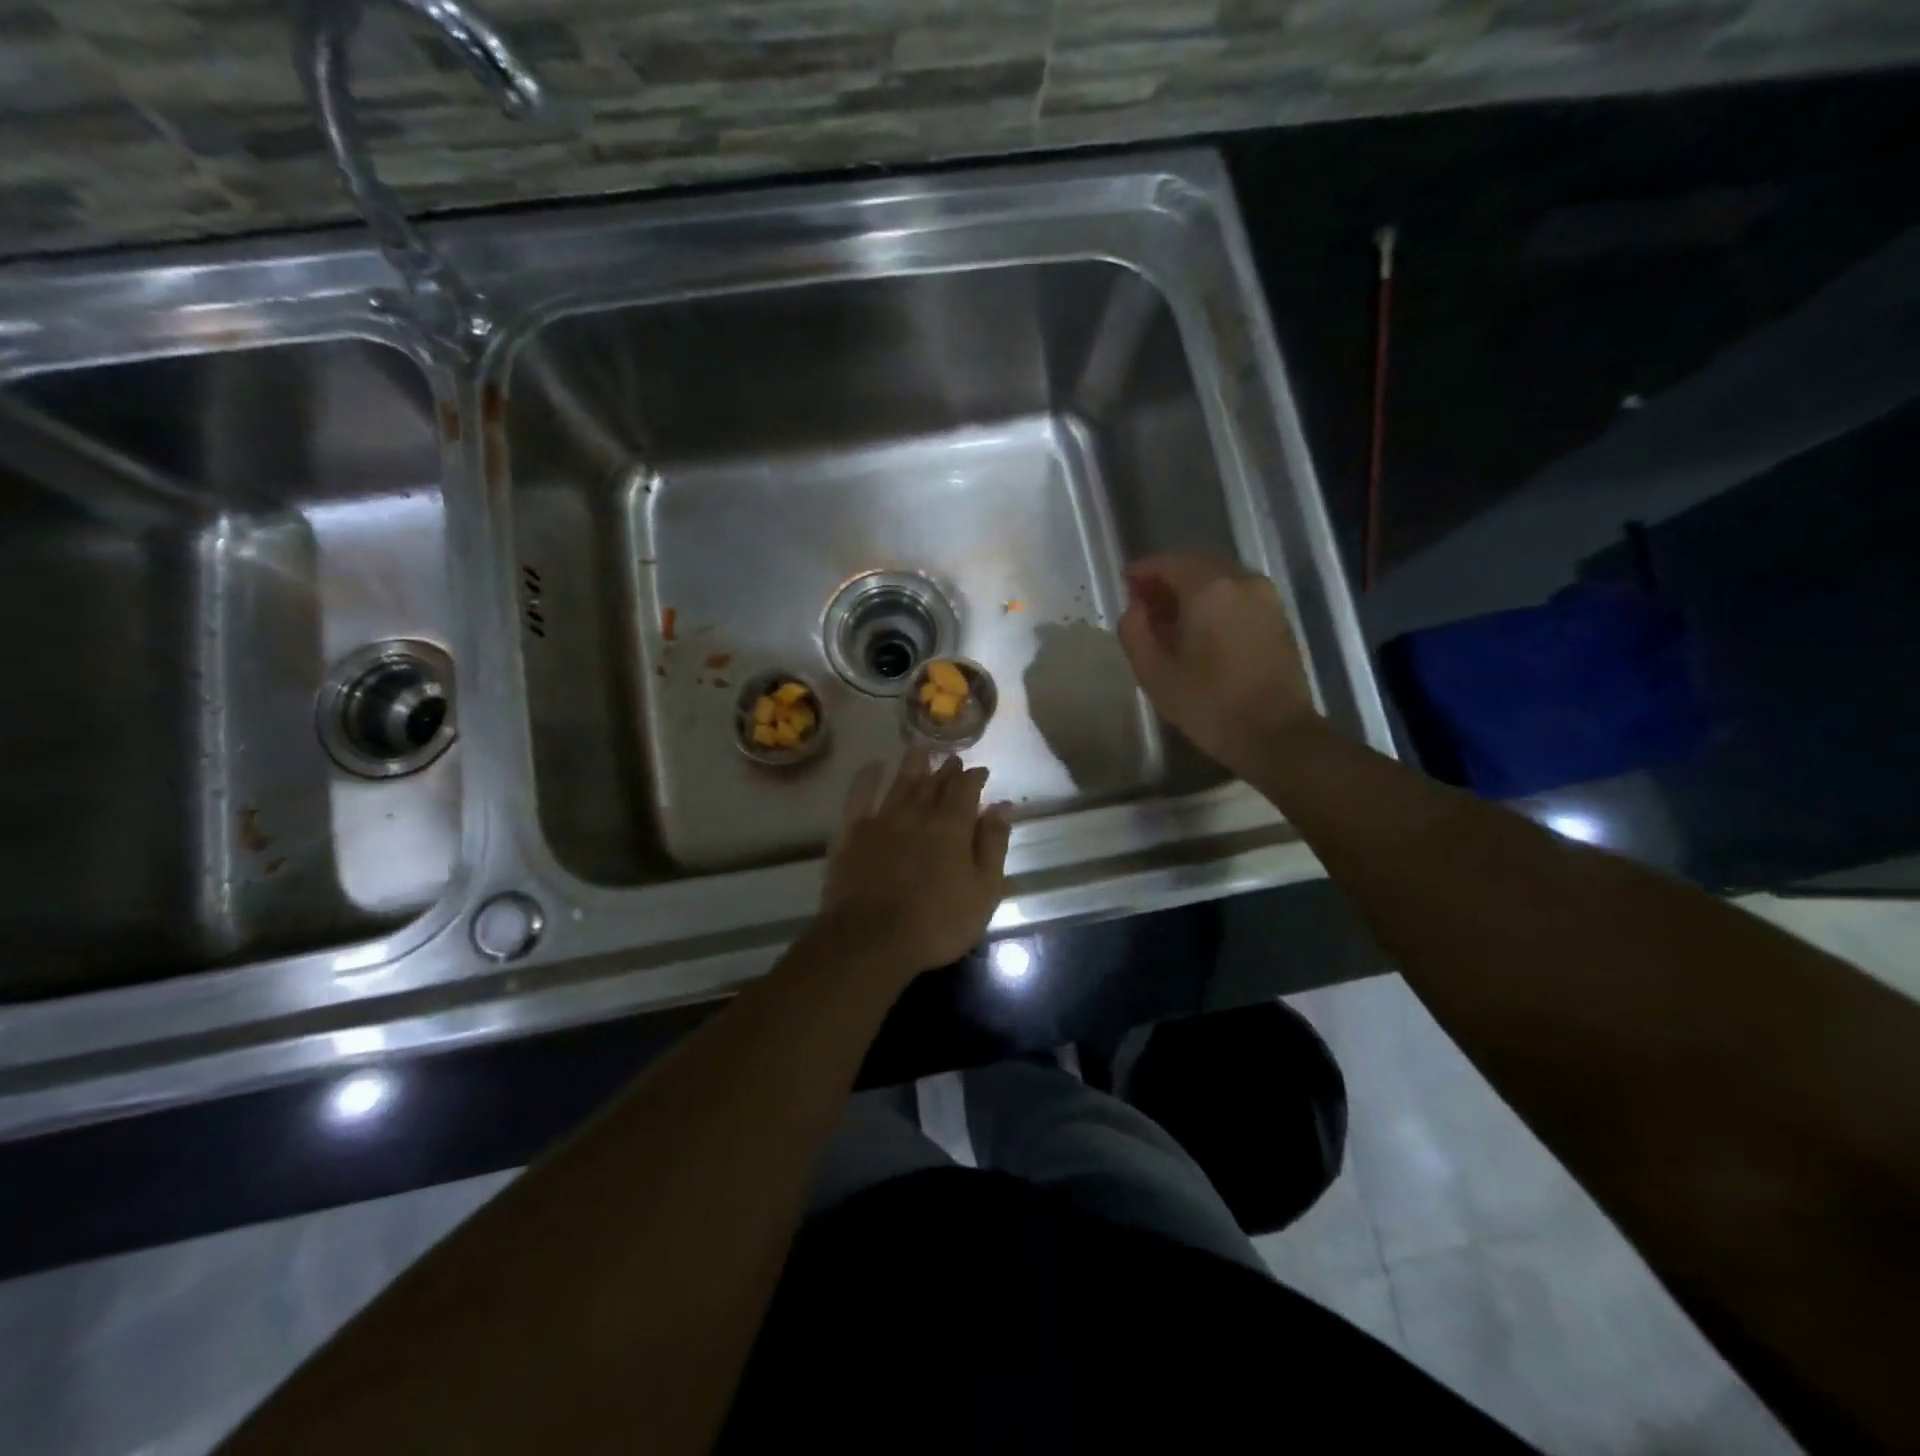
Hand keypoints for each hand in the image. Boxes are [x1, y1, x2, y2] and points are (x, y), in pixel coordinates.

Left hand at [813, 750, 1012, 982]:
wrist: (871, 939)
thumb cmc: (937, 923)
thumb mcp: (983, 891)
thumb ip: (993, 845)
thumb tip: (1002, 806)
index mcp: (952, 827)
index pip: (966, 789)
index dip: (974, 777)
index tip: (981, 771)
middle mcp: (918, 814)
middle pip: (934, 783)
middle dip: (946, 769)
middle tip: (953, 758)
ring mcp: (882, 821)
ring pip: (900, 784)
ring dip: (913, 765)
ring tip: (921, 750)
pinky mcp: (852, 834)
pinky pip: (859, 797)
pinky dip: (867, 778)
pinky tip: (873, 766)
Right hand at [1117, 553, 1317, 773]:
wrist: (1276, 734)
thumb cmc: (1209, 705)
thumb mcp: (1155, 674)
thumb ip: (1134, 632)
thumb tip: (1134, 609)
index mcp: (1209, 589)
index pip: (1168, 562)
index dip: (1143, 571)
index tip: (1125, 585)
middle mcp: (1241, 581)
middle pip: (1196, 565)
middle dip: (1167, 580)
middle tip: (1143, 604)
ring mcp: (1265, 597)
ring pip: (1219, 579)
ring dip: (1191, 591)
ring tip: (1169, 620)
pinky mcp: (1277, 617)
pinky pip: (1237, 595)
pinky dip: (1213, 602)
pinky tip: (1199, 630)